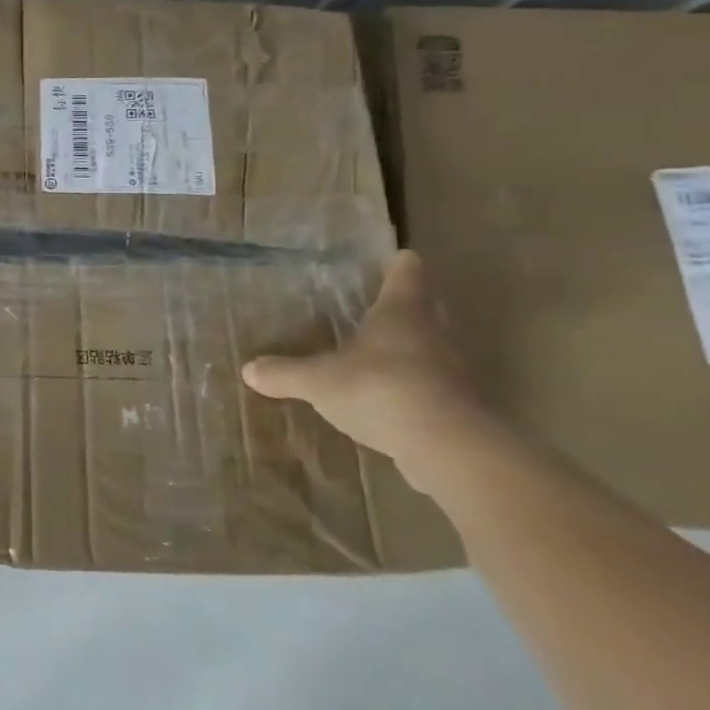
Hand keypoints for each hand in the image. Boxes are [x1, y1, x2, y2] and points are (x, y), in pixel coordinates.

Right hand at [241, 251, 497, 493]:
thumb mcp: (318, 381)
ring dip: (416, 349)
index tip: (393, 260)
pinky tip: (395, 400)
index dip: (399, 266)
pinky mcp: (462, 407)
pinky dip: (419, 387)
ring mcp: (455, 371)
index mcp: (401, 311)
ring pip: (435, 347)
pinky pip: (437, 386)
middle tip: (382, 306)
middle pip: (428, 308)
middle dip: (409, 306)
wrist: (449, 448)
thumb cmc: (380, 389)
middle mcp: (434, 333)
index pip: (407, 273)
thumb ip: (285, 373)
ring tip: (384, 355)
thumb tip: (248, 369)